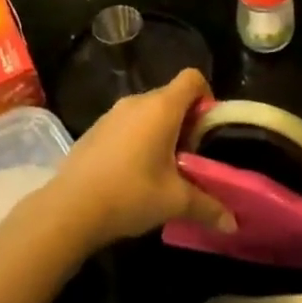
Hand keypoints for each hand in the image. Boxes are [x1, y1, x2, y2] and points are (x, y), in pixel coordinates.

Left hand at [51, 68, 236, 248]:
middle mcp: (137, 101)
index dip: (206, 97)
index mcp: (162, 107)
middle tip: (190, 156)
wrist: (69, 208)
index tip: (208, 129)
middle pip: (171, 96)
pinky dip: (137, 137)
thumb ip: (208, 207)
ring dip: (161, 130)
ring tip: (163, 167)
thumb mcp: (174, 201)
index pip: (192, 78)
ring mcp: (112, 113)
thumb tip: (232, 224)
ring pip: (148, 111)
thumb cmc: (130, 194)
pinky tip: (133, 172)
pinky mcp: (95, 128)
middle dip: (186, 121)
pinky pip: (127, 123)